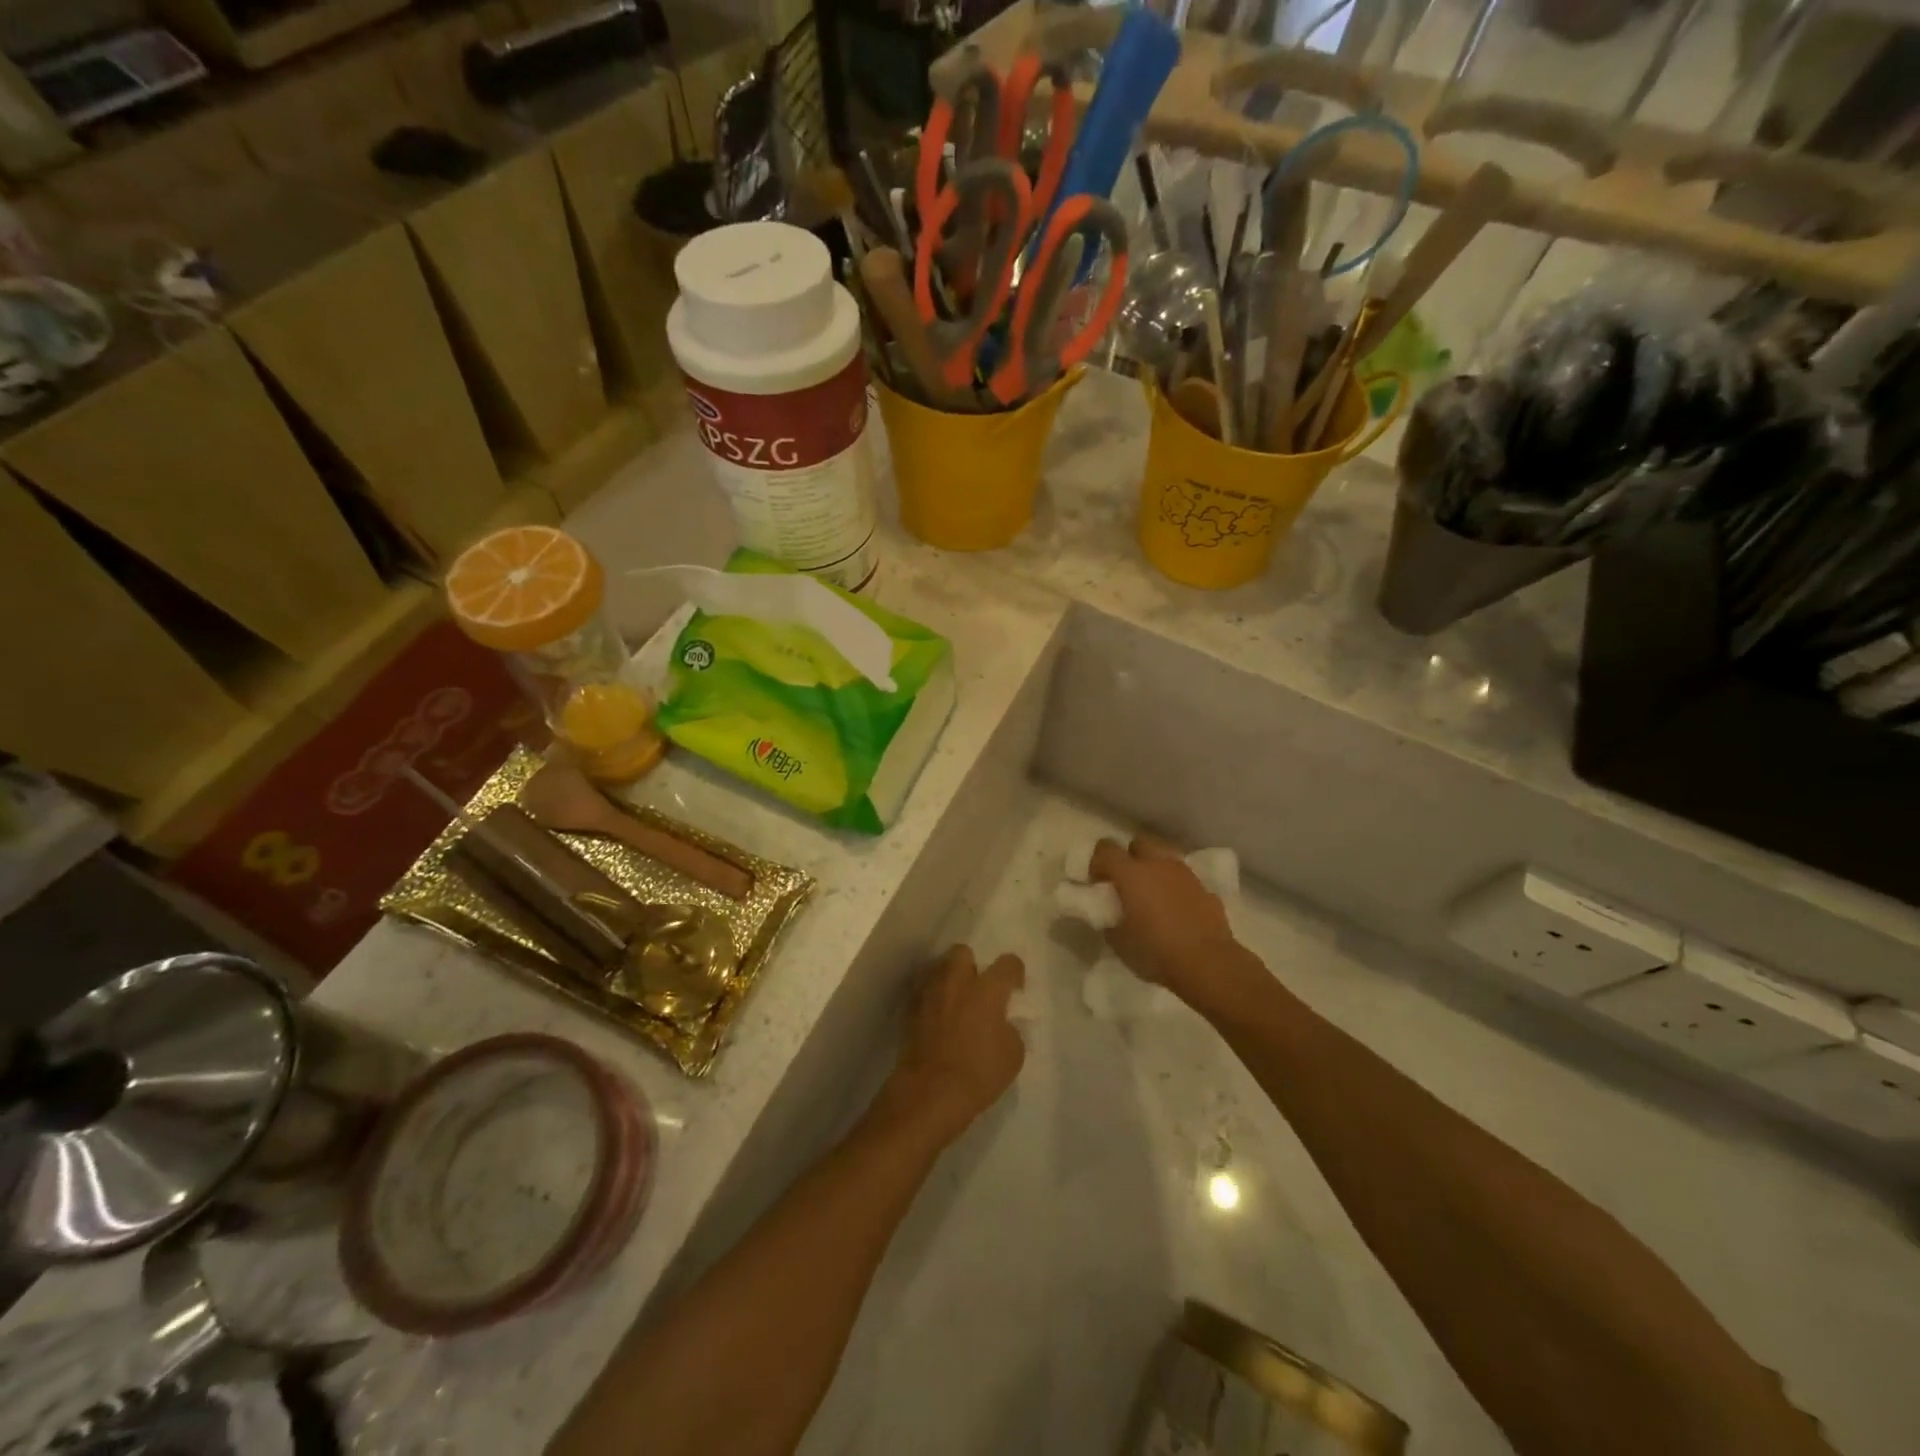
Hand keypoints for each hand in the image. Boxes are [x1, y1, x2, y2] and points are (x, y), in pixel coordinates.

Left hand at [887, 945, 1025, 1141]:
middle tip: (978, 990)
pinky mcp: (910, 1008)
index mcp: (987, 989)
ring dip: (949, 979)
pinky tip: (937, 1018)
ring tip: (955, 1002)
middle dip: (972, 965)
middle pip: (963, 952)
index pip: (1007, 963)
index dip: (1014, 973)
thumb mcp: (1013, 1055)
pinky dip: (932, 998)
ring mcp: (930, 992)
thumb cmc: (978, 1073)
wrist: (929, 1092)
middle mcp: (957, 981)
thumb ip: (1009, 1028)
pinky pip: (924, 991)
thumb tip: (1000, 1022)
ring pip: (939, 968)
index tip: (1014, 988)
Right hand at [1089, 835, 1239, 1002]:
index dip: (1098, 862)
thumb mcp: (1118, 941)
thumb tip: (1111, 913)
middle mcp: (1158, 864)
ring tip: (1153, 896)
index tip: (1098, 883)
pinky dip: (1176, 887)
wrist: (1208, 964)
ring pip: (1165, 857)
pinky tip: (1176, 910)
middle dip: (1130, 856)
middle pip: (1139, 842)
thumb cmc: (1156, 952)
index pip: (1106, 848)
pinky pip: (1184, 879)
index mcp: (1131, 873)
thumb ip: (1110, 919)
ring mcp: (1185, 874)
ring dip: (1155, 869)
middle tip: (1126, 883)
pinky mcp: (1206, 889)